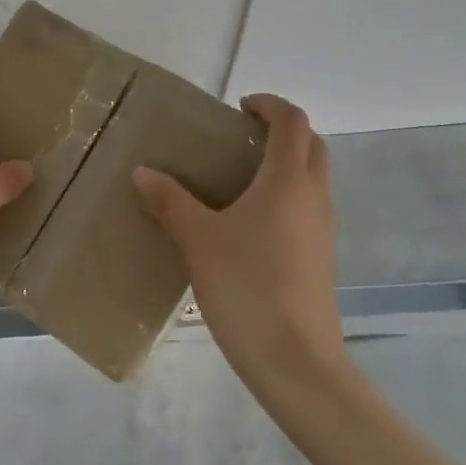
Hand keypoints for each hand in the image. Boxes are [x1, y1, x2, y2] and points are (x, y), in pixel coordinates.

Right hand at [132, 94, 343, 393]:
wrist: (295, 360)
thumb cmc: (247, 286)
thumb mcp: (199, 240)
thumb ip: (170, 201)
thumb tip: (143, 172)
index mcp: (288, 180)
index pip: (292, 120)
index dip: (269, 104)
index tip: (238, 107)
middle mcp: (313, 196)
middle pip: (311, 144)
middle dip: (281, 131)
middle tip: (239, 139)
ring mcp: (322, 229)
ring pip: (312, 178)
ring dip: (285, 164)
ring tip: (237, 179)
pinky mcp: (320, 257)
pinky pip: (306, 208)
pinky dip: (285, 196)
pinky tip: (248, 223)